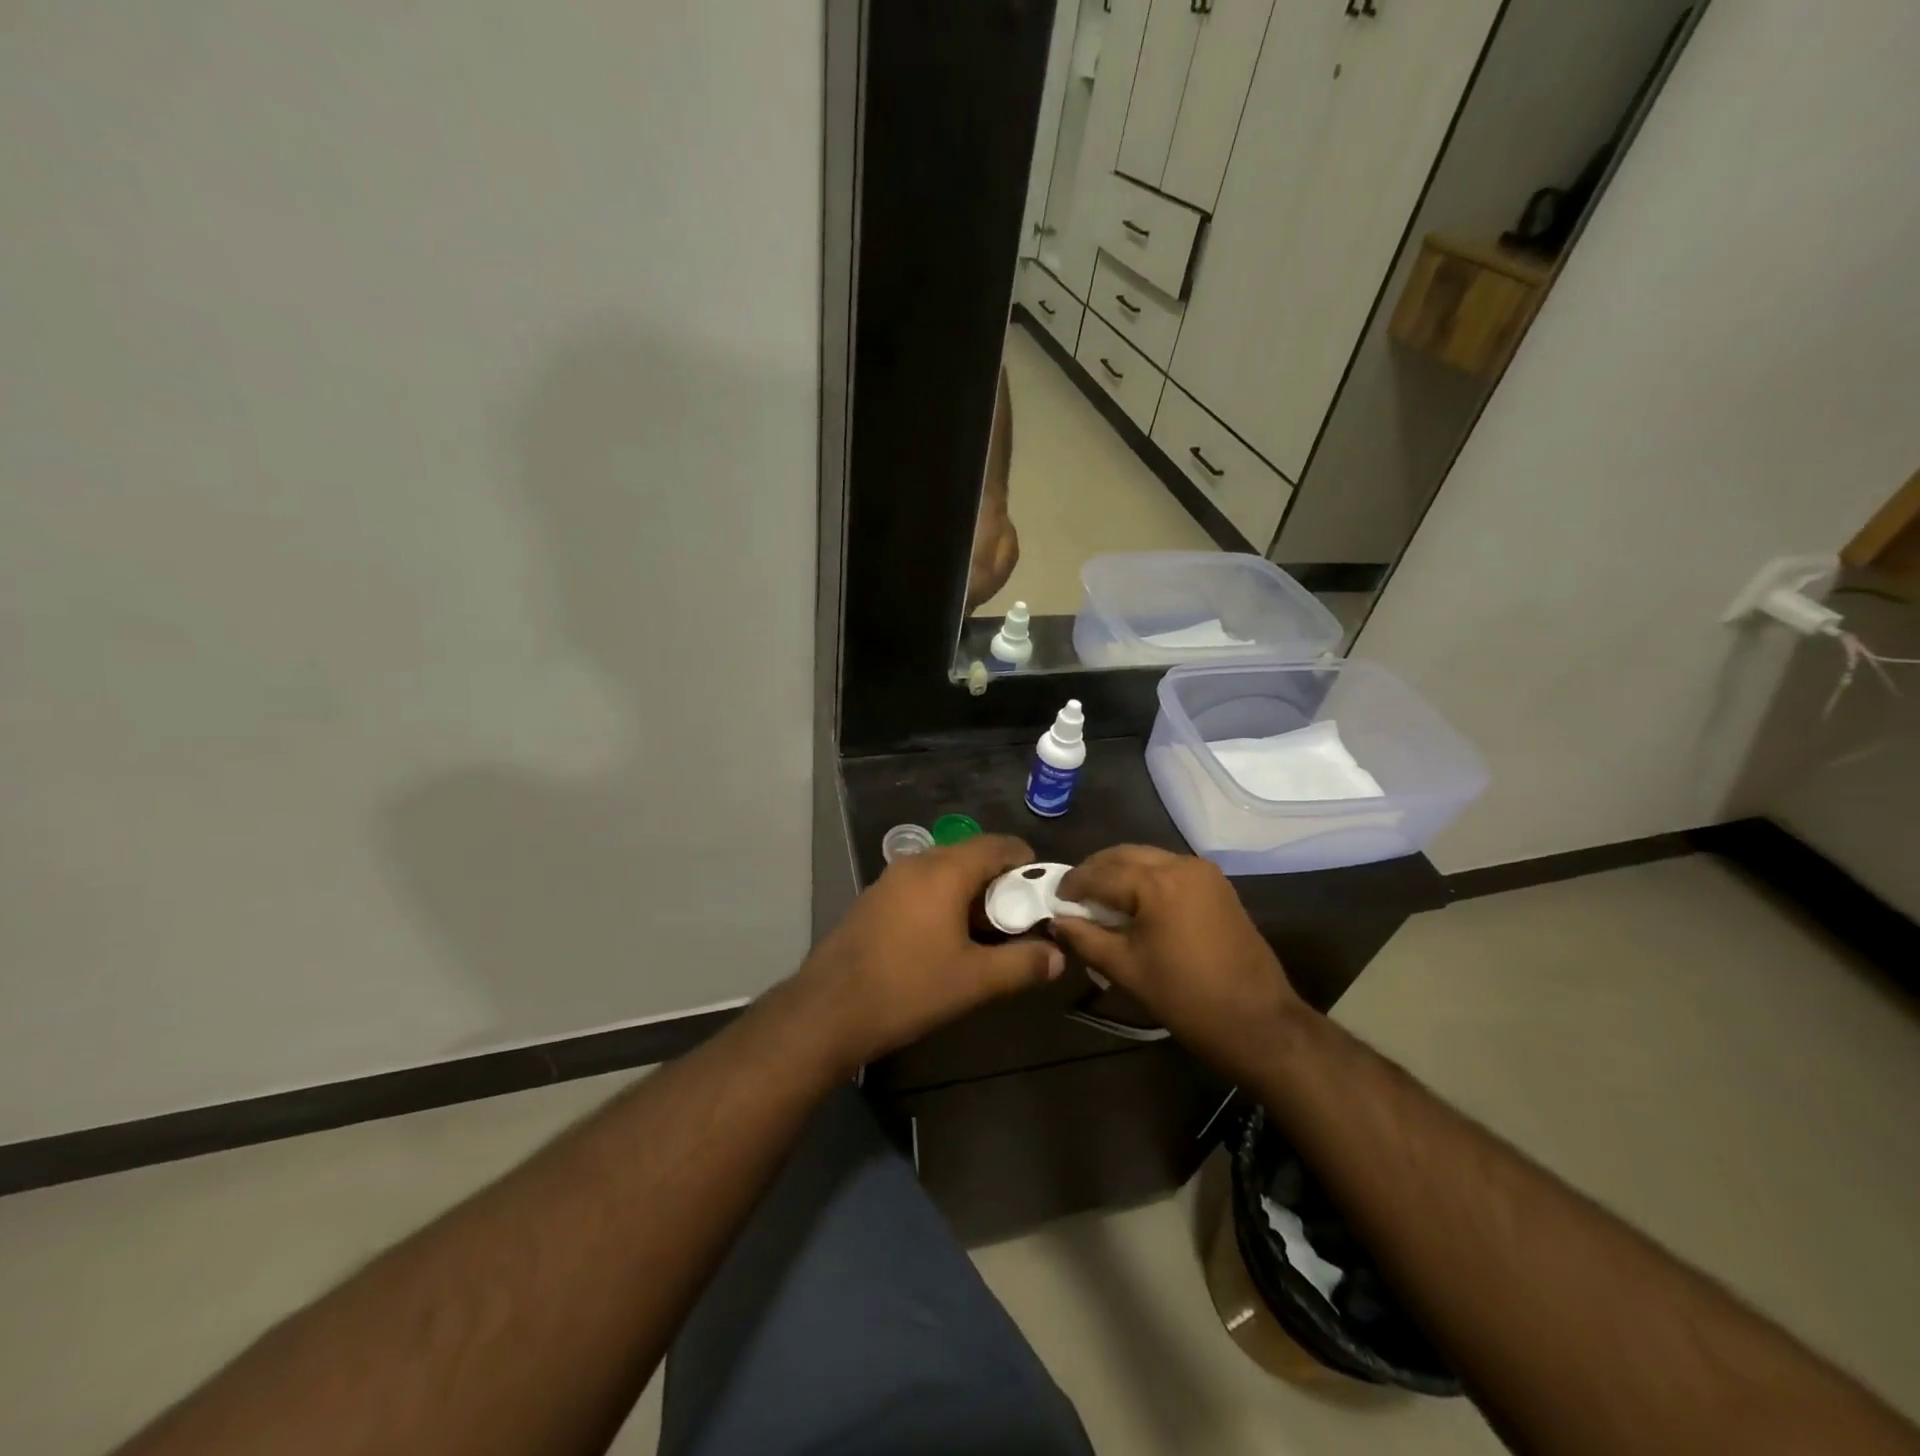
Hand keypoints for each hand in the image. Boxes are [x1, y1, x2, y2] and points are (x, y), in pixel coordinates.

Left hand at [792, 834, 1064, 1069]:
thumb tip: (1058, 956)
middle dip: (999, 882)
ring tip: (986, 932)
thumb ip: (1022, 964)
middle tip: (1018, 918)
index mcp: (944, 870)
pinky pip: (919, 887)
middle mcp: (916, 864)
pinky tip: (945, 939)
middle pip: (970, 856)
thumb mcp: (974, 981)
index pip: (997, 845)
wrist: (829, 1010)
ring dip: (969, 893)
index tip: (1042, 891)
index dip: (1025, 862)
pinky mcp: (873, 900)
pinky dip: (942, 901)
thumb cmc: (908, 988)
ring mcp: (889, 880)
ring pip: (943, 872)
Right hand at [1052, 846, 1304, 1070]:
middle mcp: (1180, 864)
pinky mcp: (1217, 885)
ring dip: (1120, 872)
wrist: (1260, 1023)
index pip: (1100, 873)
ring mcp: (1203, 872)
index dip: (1072, 886)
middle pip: (1124, 855)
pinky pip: (1169, 869)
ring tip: (1099, 900)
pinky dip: (1145, 878)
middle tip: (1073, 896)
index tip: (1053, 900)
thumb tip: (1057, 921)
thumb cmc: (1186, 998)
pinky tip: (1133, 903)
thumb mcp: (1126, 969)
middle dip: (1095, 872)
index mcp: (1156, 882)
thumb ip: (1085, 939)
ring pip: (1147, 858)